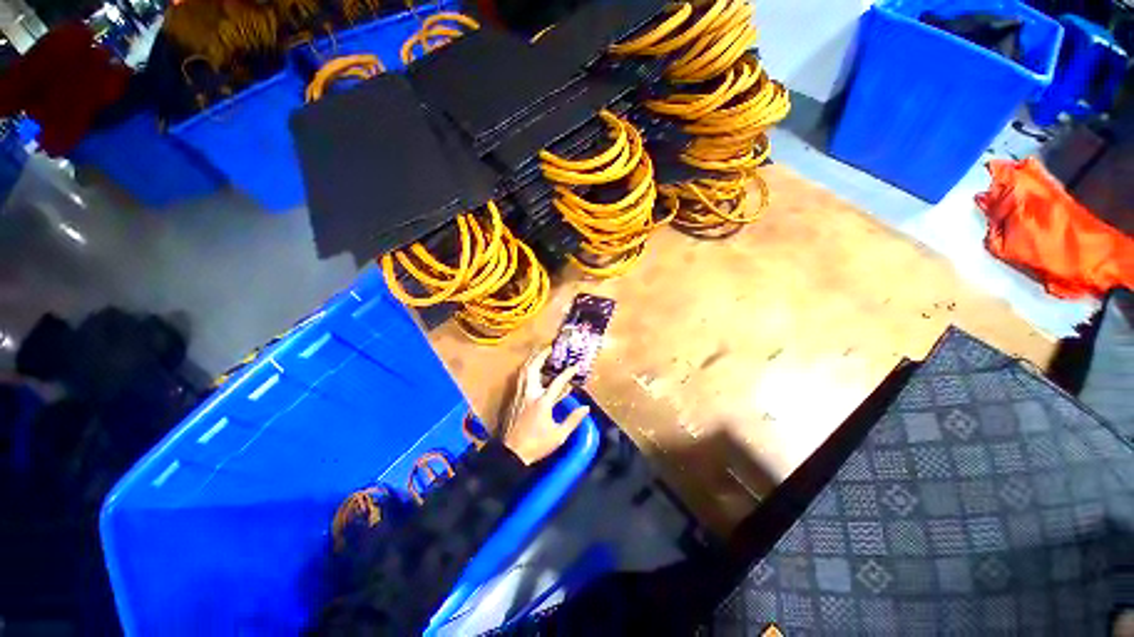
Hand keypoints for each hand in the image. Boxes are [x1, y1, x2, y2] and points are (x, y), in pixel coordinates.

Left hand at [502, 348, 590, 464]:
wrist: (512, 453)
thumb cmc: (537, 445)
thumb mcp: (559, 435)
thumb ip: (573, 420)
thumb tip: (586, 408)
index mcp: (542, 402)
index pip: (557, 382)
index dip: (568, 373)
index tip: (575, 365)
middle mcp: (529, 394)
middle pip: (533, 368)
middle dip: (541, 355)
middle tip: (549, 348)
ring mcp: (519, 395)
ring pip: (523, 371)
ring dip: (531, 360)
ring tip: (539, 354)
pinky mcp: (513, 399)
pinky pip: (519, 379)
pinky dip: (525, 370)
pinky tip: (529, 369)